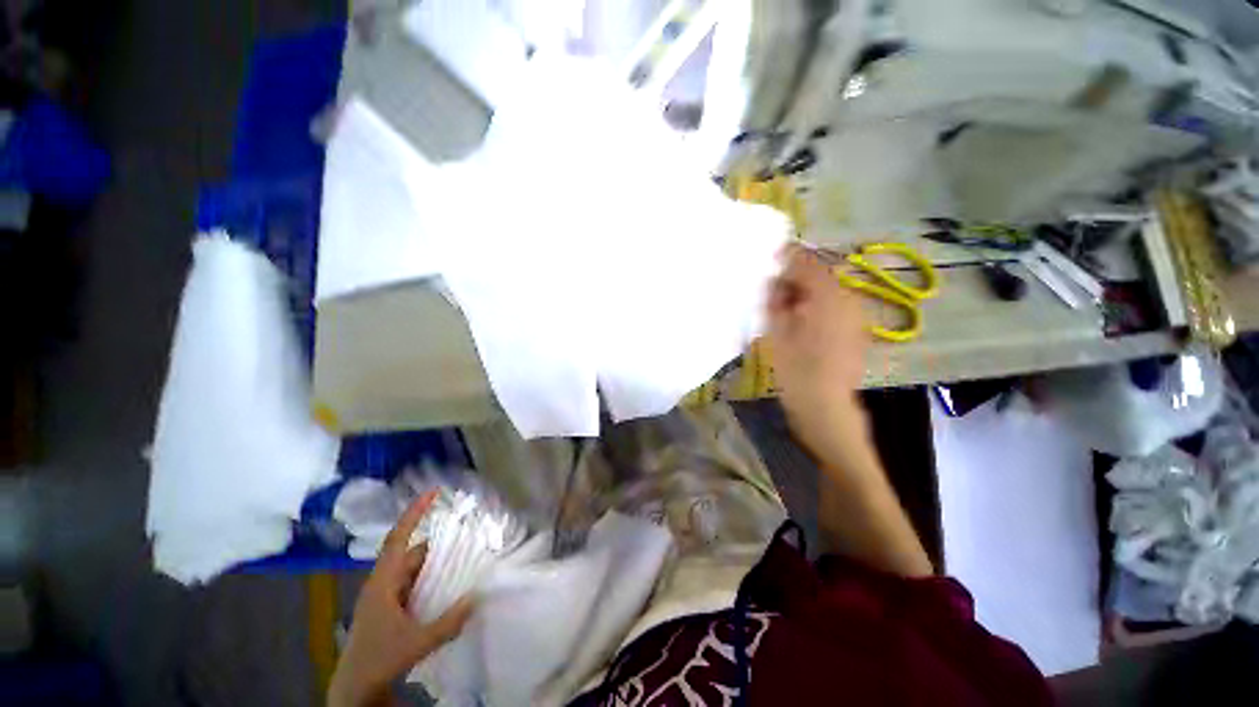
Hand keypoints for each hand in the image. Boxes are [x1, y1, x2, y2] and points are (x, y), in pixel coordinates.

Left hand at [329, 493, 474, 706]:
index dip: (414, 513)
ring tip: (459, 555)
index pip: (398, 539)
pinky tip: (444, 584)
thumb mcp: (417, 642)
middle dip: (434, 539)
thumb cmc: (379, 660)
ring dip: (432, 560)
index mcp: (383, 583)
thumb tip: (477, 596)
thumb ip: (449, 621)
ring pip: (411, 567)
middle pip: (409, 551)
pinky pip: (412, 581)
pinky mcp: (389, 607)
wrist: (354, 690)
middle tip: (461, 529)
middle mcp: (383, 583)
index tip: (432, 492)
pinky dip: (429, 576)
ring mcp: (385, 595)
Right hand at [766, 244, 870, 462]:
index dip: (787, 257)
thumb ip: (775, 299)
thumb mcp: (777, 330)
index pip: (807, 263)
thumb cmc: (796, 368)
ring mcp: (855, 316)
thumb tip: (773, 280)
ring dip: (804, 294)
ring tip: (783, 309)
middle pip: (819, 275)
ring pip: (826, 292)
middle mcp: (848, 299)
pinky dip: (815, 307)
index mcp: (828, 296)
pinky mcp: (855, 331)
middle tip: (771, 292)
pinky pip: (833, 307)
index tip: (769, 258)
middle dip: (795, 278)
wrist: (825, 407)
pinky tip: (800, 323)